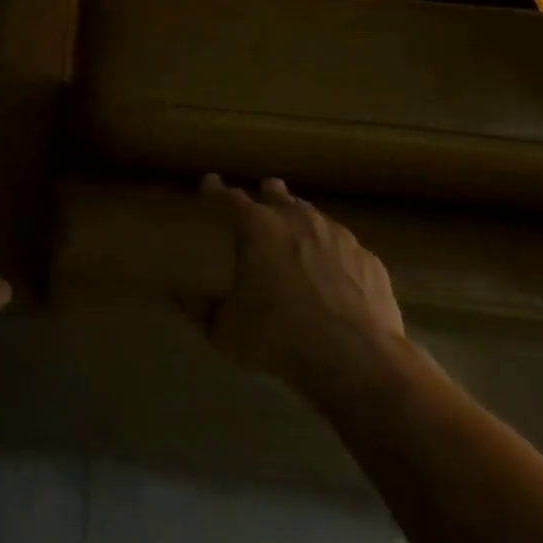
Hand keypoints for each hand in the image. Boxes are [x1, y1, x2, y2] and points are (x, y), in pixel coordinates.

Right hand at [201, 175, 405, 395]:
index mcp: (257, 227)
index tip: (208, 184)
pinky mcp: (368, 259)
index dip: (216, 191)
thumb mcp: (226, 330)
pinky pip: (345, 249)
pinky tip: (336, 275)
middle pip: (277, 195)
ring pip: (314, 217)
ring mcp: (337, 236)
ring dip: (302, 223)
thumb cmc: (278, 336)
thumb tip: (174, 295)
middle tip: (262, 200)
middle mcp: (297, 219)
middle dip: (267, 195)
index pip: (229, 198)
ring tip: (298, 236)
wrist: (355, 358)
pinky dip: (335, 255)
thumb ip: (200, 309)